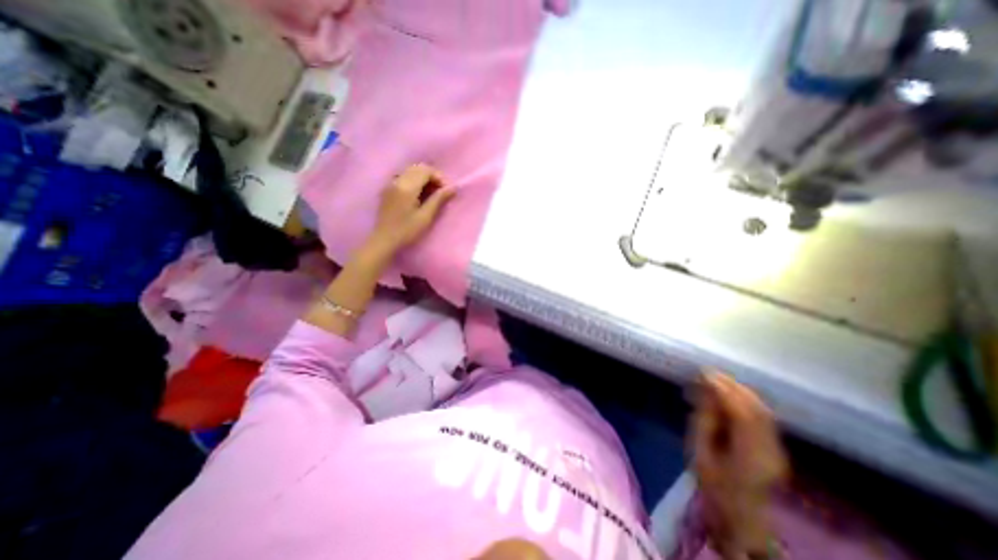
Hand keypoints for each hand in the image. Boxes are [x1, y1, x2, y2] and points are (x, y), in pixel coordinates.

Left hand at [369, 164, 455, 250]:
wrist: (384, 240)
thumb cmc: (407, 231)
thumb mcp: (426, 217)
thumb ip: (438, 199)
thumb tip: (452, 187)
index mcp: (407, 187)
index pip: (426, 170)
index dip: (439, 177)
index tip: (446, 191)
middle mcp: (397, 180)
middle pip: (418, 168)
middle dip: (432, 176)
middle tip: (440, 192)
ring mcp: (391, 183)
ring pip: (411, 171)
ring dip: (423, 178)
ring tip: (431, 194)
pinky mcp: (388, 189)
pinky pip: (404, 177)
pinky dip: (415, 181)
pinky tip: (419, 195)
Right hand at [697, 370, 787, 556]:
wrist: (740, 513)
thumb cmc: (713, 483)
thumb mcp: (700, 451)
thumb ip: (704, 420)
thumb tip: (705, 392)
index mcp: (750, 455)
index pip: (741, 413)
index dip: (723, 390)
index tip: (703, 373)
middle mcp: (771, 450)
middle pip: (757, 409)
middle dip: (732, 386)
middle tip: (708, 372)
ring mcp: (777, 448)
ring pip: (762, 410)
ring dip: (740, 391)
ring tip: (716, 379)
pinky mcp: (775, 446)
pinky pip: (762, 416)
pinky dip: (745, 400)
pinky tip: (729, 394)